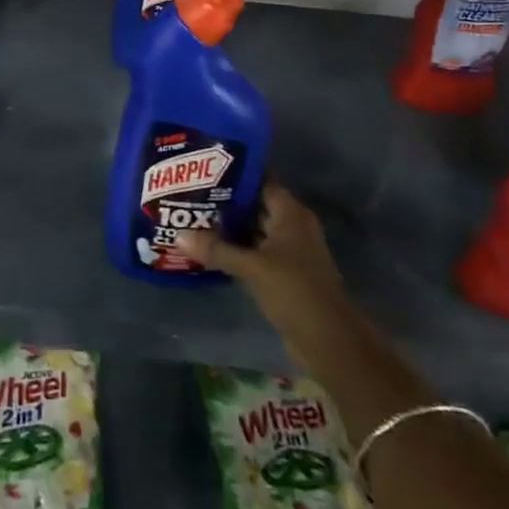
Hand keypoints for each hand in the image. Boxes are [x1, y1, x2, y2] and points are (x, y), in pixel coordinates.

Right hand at [175, 184, 360, 366]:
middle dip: (225, 200)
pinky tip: (208, 248)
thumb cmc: (295, 291)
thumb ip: (216, 250)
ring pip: (252, 229)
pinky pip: (254, 251)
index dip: (234, 172)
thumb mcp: (252, 268)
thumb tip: (178, 236)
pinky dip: (235, 248)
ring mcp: (288, 250)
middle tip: (189, 192)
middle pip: (255, 204)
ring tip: (192, 216)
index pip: (260, 179)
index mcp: (291, 213)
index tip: (204, 166)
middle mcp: (291, 225)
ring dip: (228, 227)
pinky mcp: (282, 273)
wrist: (329, 342)